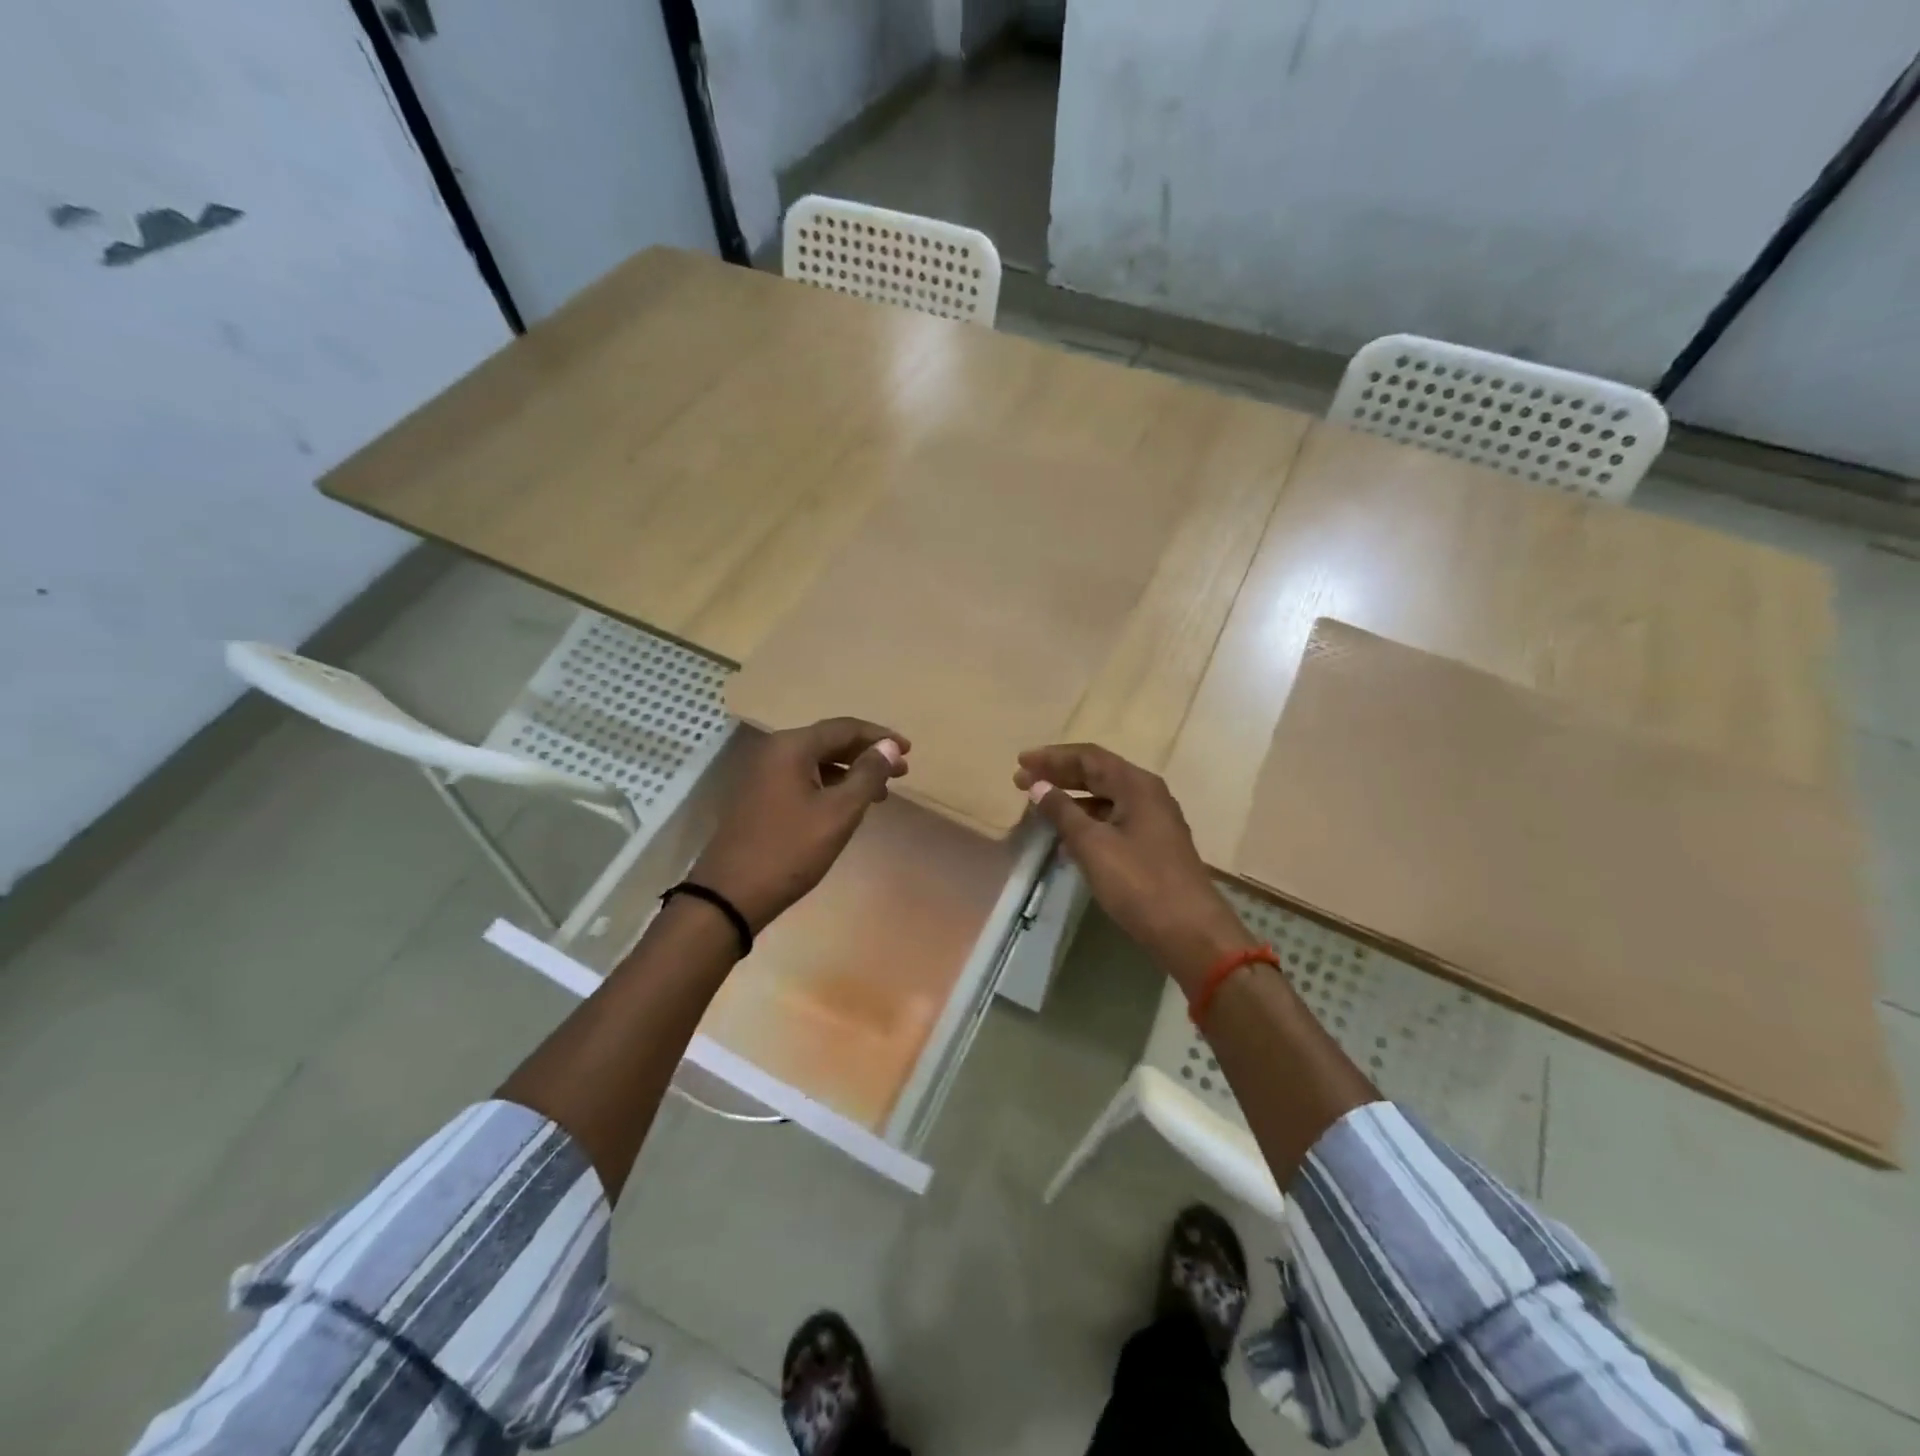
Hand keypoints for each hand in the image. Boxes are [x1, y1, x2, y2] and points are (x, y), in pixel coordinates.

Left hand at [690, 718, 908, 935]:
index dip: (880, 737)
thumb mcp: (838, 813)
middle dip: (867, 755)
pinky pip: (803, 778)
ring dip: (851, 772)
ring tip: (880, 793)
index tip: (908, 751)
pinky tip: (847, 804)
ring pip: (817, 761)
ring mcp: (763, 773)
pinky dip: (830, 785)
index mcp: (792, 746)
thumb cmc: (790, 850)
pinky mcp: (760, 796)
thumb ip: (868, 775)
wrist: (730, 894)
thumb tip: (890, 746)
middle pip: (830, 741)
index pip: (845, 728)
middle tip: (901, 772)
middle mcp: (775, 751)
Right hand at [1015, 744, 1253, 992]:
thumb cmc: (1139, 883)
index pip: (1088, 756)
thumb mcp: (1093, 845)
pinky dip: (1087, 822)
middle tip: (1022, 781)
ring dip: (1071, 799)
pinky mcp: (1153, 844)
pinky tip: (1066, 841)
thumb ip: (1063, 811)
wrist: (1190, 931)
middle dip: (1059, 775)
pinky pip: (1113, 820)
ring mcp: (1153, 819)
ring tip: (1040, 808)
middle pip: (1097, 773)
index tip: (1020, 762)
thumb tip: (1038, 785)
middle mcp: (1147, 794)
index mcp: (1136, 785)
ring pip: (1105, 798)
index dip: (1052, 757)